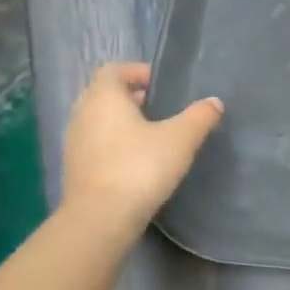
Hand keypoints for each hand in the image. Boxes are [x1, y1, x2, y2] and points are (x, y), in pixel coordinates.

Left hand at [61, 63, 222, 238]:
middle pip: (105, 94)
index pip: (113, 70)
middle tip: (163, 107)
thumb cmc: (140, 166)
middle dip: (132, 96)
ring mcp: (75, 143)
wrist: (101, 218)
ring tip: (155, 134)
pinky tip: (140, 160)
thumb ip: (200, 116)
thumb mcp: (181, 138)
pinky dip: (117, 143)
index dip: (138, 72)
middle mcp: (82, 115)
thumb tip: (214, 102)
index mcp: (104, 98)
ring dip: (124, 121)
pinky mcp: (76, 168)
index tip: (163, 85)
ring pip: (100, 120)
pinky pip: (98, 143)